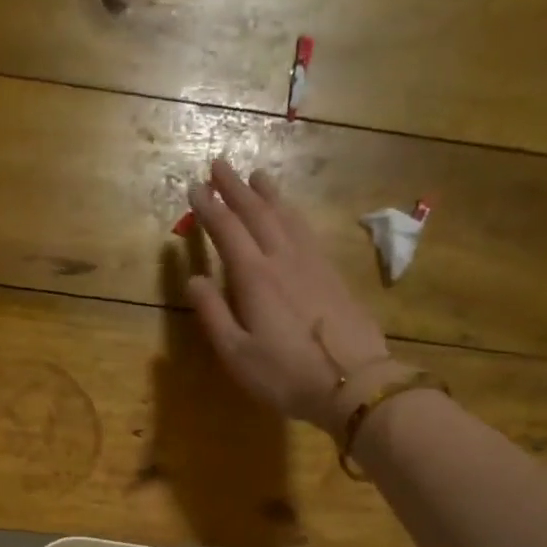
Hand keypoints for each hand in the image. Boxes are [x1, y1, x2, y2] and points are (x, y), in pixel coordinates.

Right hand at [184, 158, 404, 435]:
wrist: (352, 382)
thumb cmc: (285, 375)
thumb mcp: (237, 354)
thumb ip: (213, 314)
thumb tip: (193, 279)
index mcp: (254, 278)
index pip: (227, 231)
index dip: (209, 207)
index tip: (195, 186)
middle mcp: (283, 259)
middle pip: (257, 213)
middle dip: (236, 188)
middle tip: (220, 163)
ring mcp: (312, 264)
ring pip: (286, 216)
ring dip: (268, 194)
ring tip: (256, 175)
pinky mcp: (333, 274)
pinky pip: (307, 231)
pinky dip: (293, 214)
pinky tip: (292, 214)